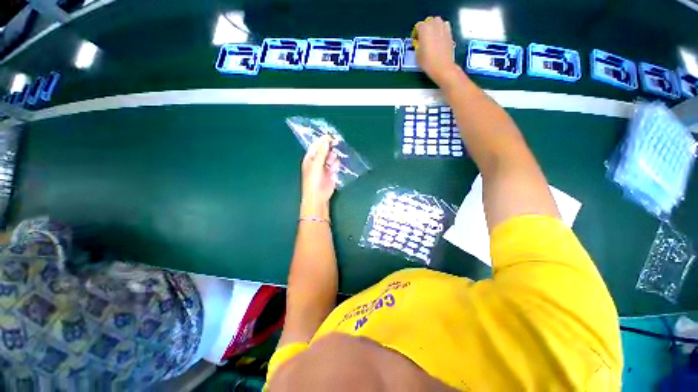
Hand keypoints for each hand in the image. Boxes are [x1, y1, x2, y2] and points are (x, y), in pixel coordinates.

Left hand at [301, 135, 338, 218]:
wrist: (318, 196)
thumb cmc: (313, 181)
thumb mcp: (316, 165)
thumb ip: (321, 152)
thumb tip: (325, 139)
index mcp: (310, 158)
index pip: (316, 145)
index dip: (323, 141)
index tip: (331, 137)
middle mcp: (318, 161)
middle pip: (325, 150)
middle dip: (330, 150)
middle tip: (333, 150)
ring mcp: (325, 167)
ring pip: (332, 157)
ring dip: (333, 159)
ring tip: (331, 165)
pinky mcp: (332, 172)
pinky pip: (336, 165)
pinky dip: (336, 166)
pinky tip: (333, 171)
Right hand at [414, 17, 459, 85]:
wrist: (442, 67)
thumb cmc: (428, 62)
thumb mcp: (417, 55)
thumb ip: (418, 45)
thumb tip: (419, 43)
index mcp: (424, 29)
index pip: (418, 27)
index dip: (415, 34)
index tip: (415, 41)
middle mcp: (434, 24)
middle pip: (428, 21)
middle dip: (425, 28)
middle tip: (423, 39)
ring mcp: (443, 27)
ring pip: (437, 22)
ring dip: (434, 27)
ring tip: (431, 37)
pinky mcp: (450, 32)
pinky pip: (444, 26)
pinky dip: (441, 30)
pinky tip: (439, 38)